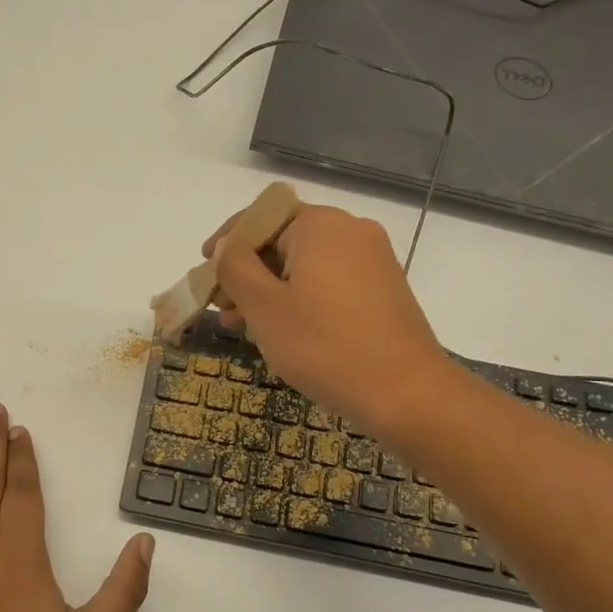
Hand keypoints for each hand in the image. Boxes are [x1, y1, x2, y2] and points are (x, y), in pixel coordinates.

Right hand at [208, 204, 447, 438]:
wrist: (407, 394)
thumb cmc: (325, 345)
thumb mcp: (264, 306)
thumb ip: (234, 266)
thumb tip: (227, 245)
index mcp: (321, 224)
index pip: (259, 217)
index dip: (226, 242)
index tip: (204, 271)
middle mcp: (351, 231)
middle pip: (282, 240)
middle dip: (247, 272)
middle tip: (222, 309)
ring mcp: (373, 260)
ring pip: (304, 265)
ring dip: (270, 290)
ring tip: (244, 327)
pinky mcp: (384, 289)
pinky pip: (328, 281)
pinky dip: (300, 298)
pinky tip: (284, 332)